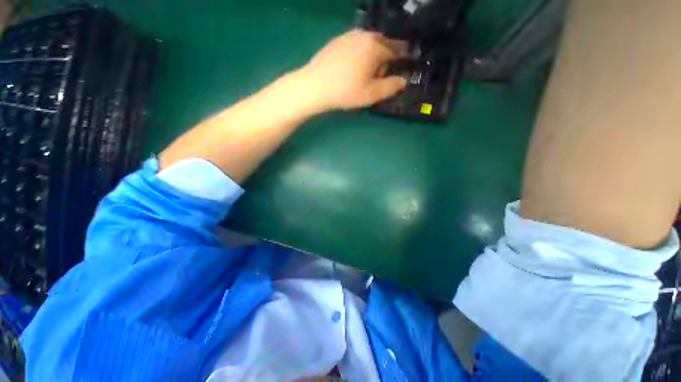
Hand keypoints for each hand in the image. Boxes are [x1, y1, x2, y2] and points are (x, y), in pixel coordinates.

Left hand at [297, 29, 407, 111]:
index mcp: (375, 47)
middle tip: (379, 77)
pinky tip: (352, 68)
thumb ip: (391, 87)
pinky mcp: (338, 40)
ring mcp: (349, 35)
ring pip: (369, 43)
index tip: (403, 67)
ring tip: (364, 74)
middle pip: (383, 44)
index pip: (396, 50)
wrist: (314, 86)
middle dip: (386, 59)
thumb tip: (403, 80)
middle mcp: (364, 35)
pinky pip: (356, 44)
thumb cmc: (345, 91)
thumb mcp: (371, 94)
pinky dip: (360, 54)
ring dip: (372, 56)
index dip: (402, 60)